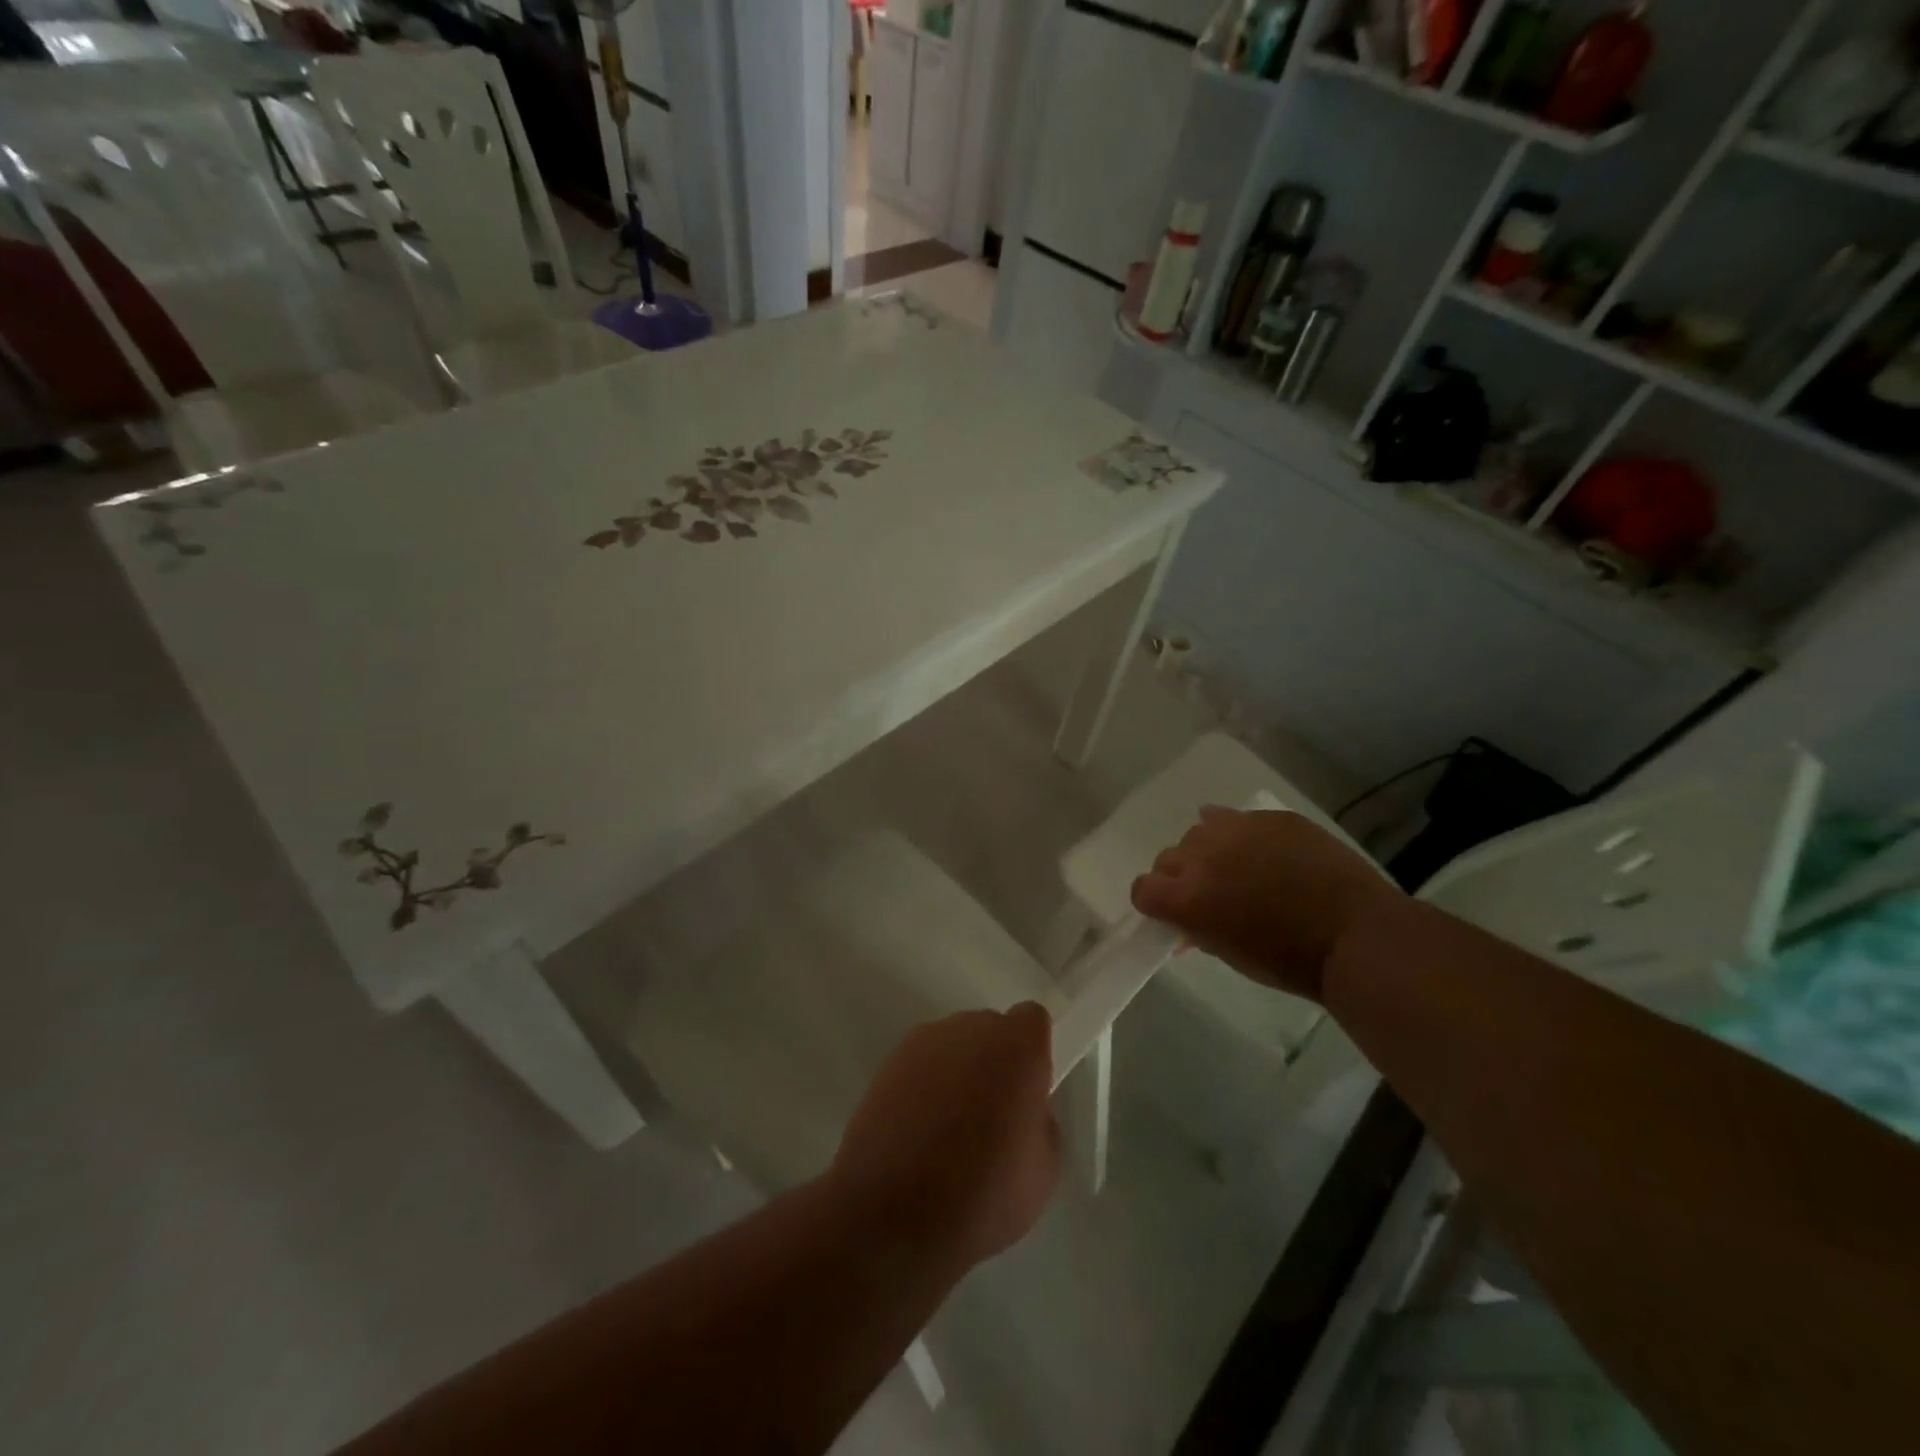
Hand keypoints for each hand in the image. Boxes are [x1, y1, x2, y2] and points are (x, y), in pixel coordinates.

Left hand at [831, 1004, 1060, 1269]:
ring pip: (954, 1045)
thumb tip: (1019, 1109)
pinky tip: (919, 1134)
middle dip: (996, 1061)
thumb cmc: (981, 1194)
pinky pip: (922, 1064)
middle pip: (991, 1030)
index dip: (1033, 1051)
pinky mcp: (888, 1062)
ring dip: (959, 1072)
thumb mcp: (1043, 1170)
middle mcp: (970, 1029)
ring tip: (950, 1131)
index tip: (1028, 1091)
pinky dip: (926, 1086)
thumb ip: (1039, 1120)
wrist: (889, 1213)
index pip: (1032, 1019)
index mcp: (1016, 1046)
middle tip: (993, 1116)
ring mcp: (924, 1042)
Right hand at [1129, 806, 1402, 1001]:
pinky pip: (1235, 817)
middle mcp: (1201, 857)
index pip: (1143, 889)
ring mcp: (1236, 830)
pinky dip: (1238, 832)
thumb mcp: (1231, 955)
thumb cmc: (1290, 961)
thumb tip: (1187, 926)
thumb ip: (1199, 931)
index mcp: (1187, 898)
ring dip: (1209, 850)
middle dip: (1181, 876)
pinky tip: (1259, 848)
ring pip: (1199, 831)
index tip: (1172, 911)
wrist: (1357, 935)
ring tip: (1239, 867)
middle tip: (1211, 893)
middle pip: (1168, 858)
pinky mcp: (1270, 817)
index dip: (1154, 901)